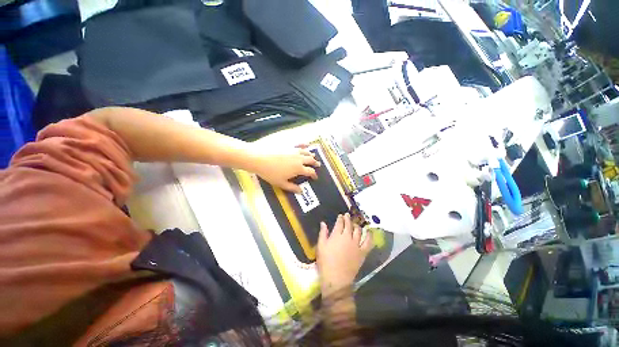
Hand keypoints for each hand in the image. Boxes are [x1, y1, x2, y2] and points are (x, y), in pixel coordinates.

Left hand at [253, 147, 320, 192]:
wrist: (259, 158)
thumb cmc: (270, 173)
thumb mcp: (281, 183)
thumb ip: (292, 187)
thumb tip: (301, 191)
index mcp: (298, 168)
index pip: (310, 172)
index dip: (314, 175)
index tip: (315, 177)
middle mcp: (299, 158)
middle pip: (310, 160)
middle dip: (315, 163)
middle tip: (318, 165)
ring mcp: (294, 150)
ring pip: (306, 152)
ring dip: (311, 154)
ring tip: (313, 156)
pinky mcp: (289, 144)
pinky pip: (299, 143)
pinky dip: (304, 144)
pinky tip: (307, 144)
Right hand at [317, 213, 372, 296]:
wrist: (336, 279)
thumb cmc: (326, 262)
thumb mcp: (321, 246)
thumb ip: (323, 233)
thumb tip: (323, 223)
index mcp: (337, 235)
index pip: (340, 223)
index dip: (340, 218)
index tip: (340, 215)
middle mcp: (348, 237)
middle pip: (349, 225)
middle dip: (348, 219)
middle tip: (347, 215)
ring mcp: (356, 244)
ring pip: (358, 231)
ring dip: (357, 225)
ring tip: (355, 223)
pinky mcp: (362, 252)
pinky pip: (368, 242)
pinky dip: (369, 236)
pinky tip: (369, 232)